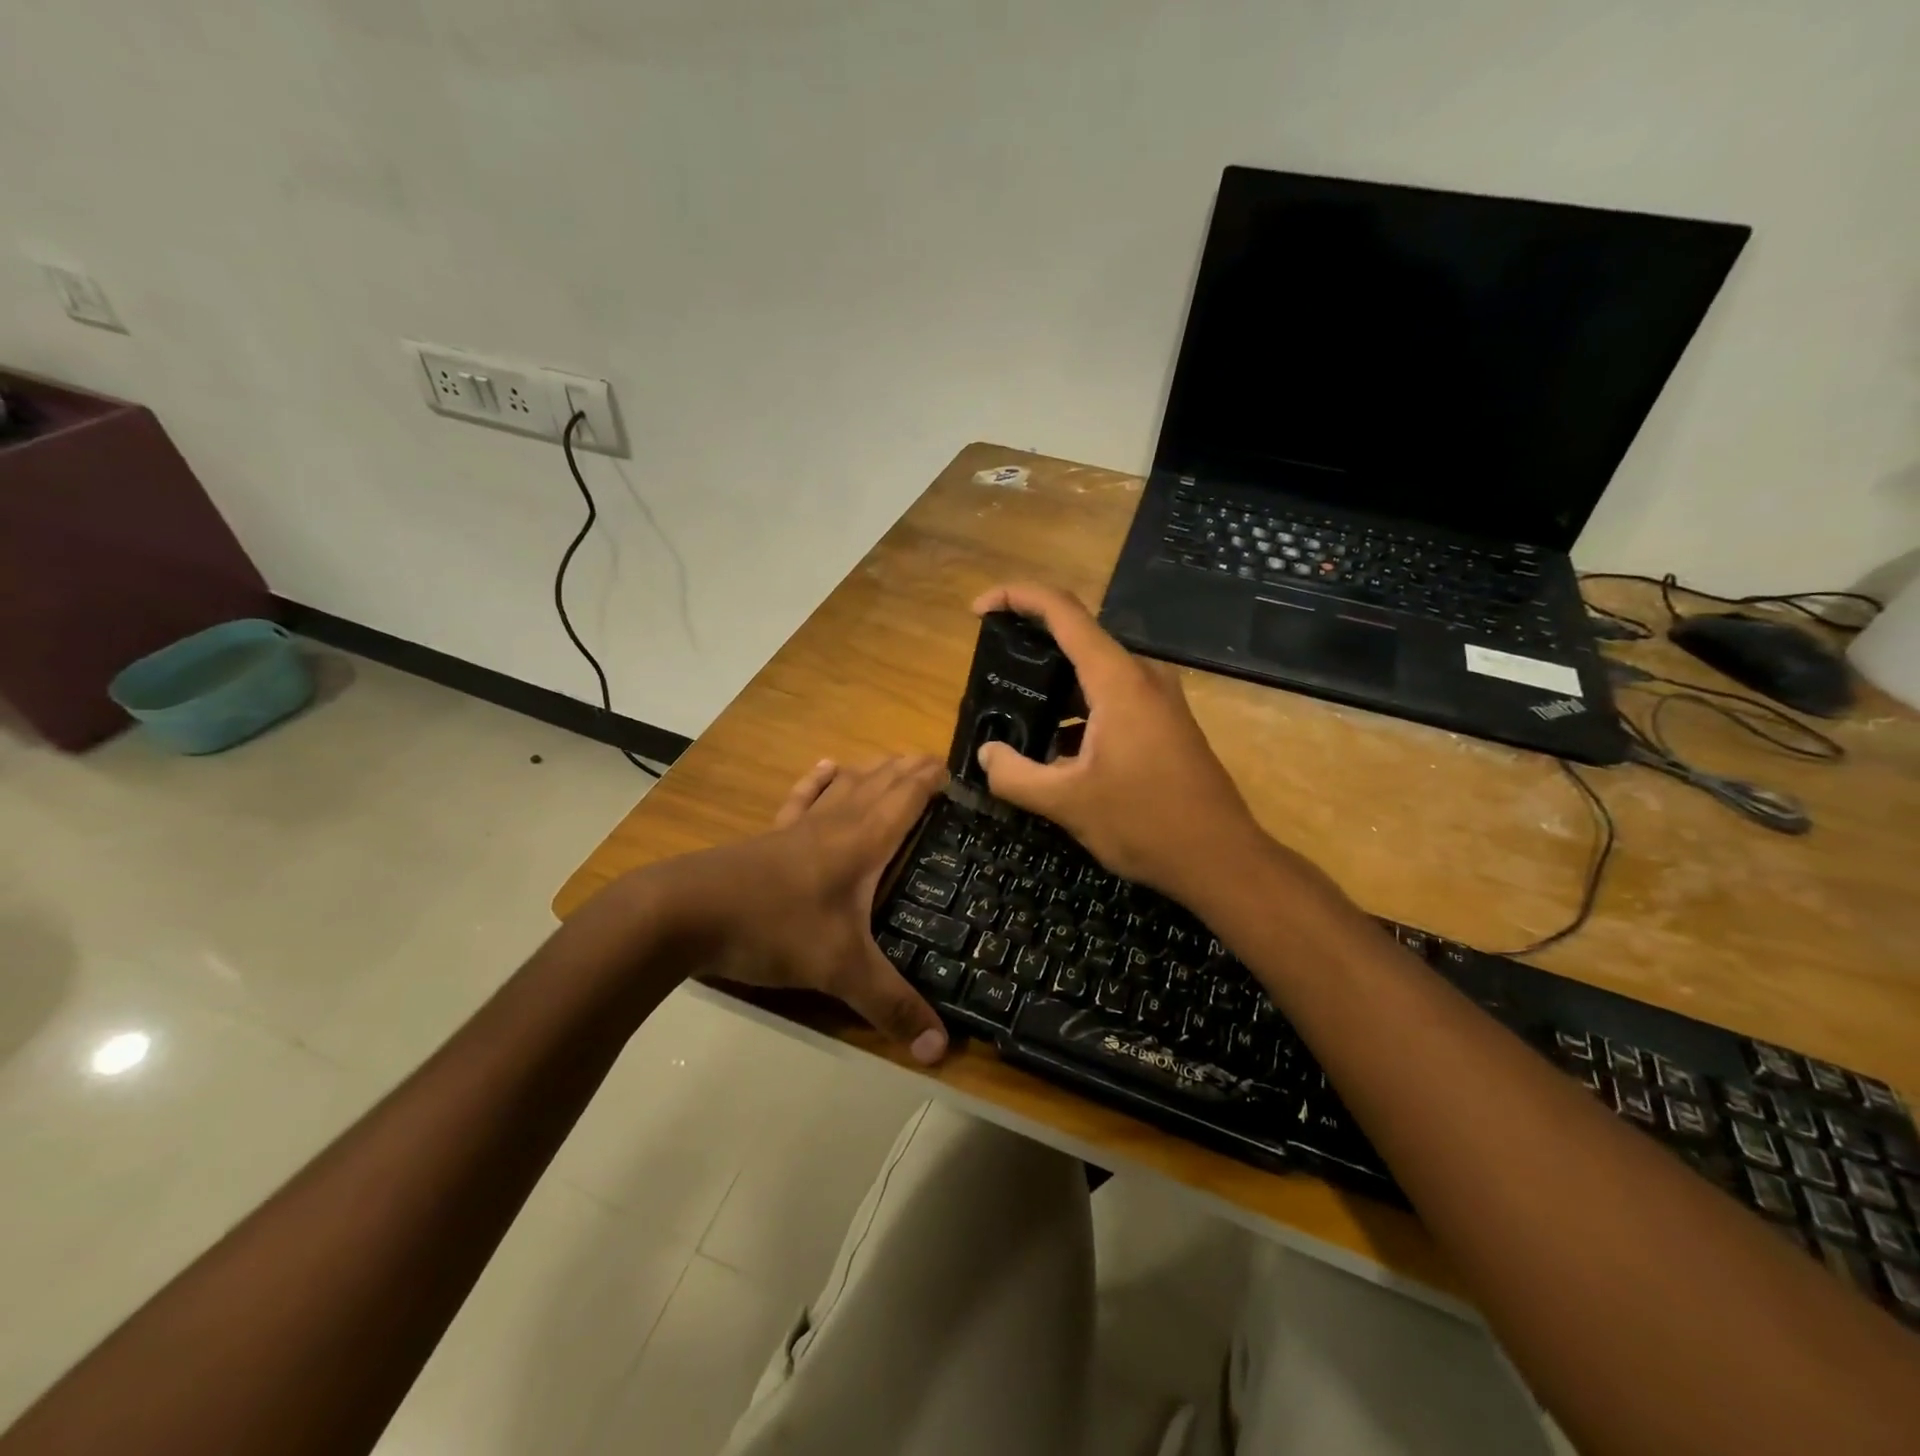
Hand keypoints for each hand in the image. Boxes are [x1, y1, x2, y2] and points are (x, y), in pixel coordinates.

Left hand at [660, 755, 950, 1063]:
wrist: (686, 912)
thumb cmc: (774, 927)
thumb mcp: (840, 970)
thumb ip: (891, 1005)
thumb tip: (941, 1050)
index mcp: (863, 840)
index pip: (908, 794)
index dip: (934, 778)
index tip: (962, 771)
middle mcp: (837, 822)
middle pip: (882, 780)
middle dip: (911, 769)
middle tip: (939, 766)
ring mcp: (800, 825)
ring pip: (847, 782)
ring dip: (875, 768)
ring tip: (896, 761)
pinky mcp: (772, 835)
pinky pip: (803, 797)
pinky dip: (821, 779)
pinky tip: (828, 766)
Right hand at [970, 582, 1266, 903]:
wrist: (1221, 859)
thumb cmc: (1145, 823)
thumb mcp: (1067, 803)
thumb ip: (1015, 776)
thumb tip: (986, 754)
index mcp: (1118, 680)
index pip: (1063, 611)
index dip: (1016, 597)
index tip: (977, 610)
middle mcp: (1142, 676)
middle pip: (1077, 638)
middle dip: (1029, 646)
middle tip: (990, 671)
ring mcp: (1158, 699)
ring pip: (1094, 673)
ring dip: (1053, 687)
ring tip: (1014, 715)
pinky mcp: (1164, 723)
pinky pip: (1111, 699)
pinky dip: (1077, 711)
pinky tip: (1055, 749)